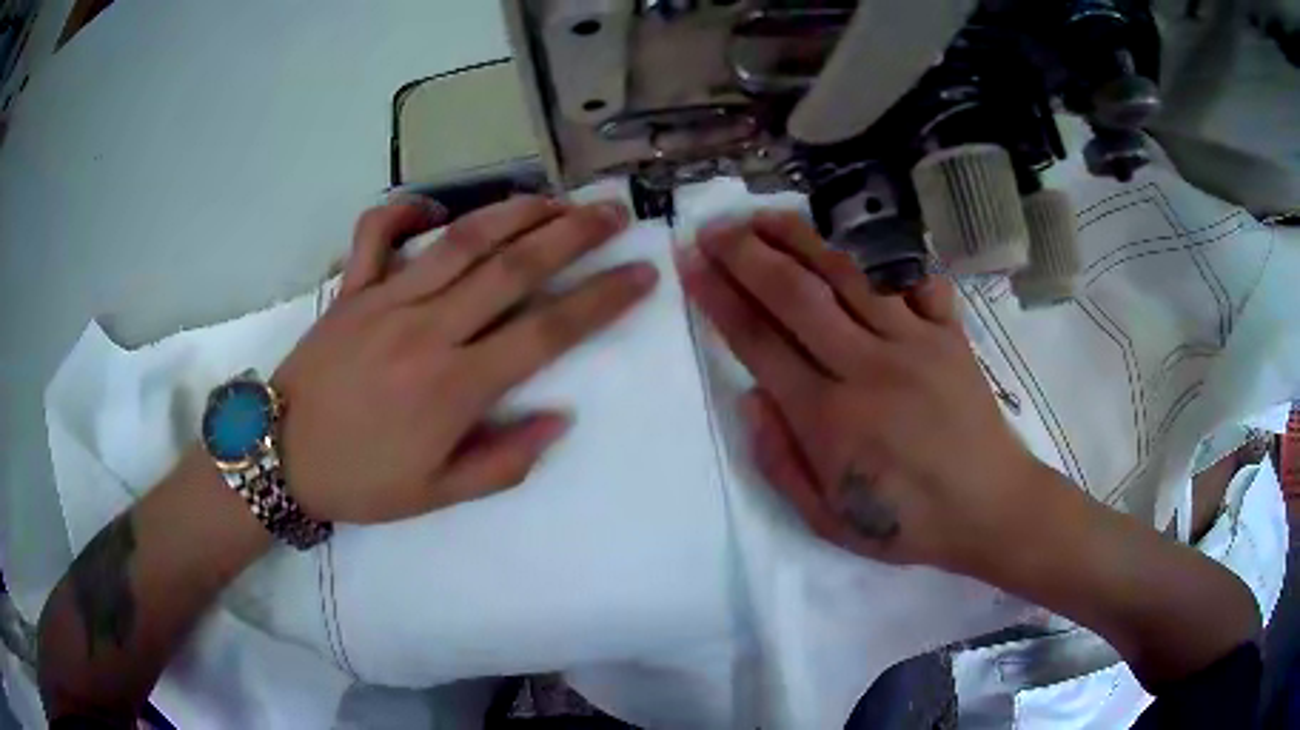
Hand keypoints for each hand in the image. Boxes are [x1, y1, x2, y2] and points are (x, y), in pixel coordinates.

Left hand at [271, 196, 656, 523]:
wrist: (280, 456)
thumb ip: (504, 461)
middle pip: (513, 267)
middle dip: (573, 234)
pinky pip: (377, 232)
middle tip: (614, 212)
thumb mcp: (438, 495)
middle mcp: (427, 330)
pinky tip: (436, 209)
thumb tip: (559, 417)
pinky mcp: (351, 288)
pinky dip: (405, 209)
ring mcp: (385, 299)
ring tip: (557, 198)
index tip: (642, 273)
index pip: (547, 331)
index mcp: (453, 386)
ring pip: (461, 240)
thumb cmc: (360, 481)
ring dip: (515, 212)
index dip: (601, 299)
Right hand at [680, 211, 1045, 572]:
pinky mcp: (950, 333)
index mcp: (831, 420)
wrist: (991, 508)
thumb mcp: (828, 521)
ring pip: (849, 275)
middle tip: (714, 228)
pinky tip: (854, 236)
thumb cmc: (907, 523)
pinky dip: (884, 254)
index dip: (720, 299)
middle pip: (797, 295)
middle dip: (747, 254)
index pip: (760, 343)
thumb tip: (751, 398)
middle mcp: (869, 367)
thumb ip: (780, 463)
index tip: (691, 265)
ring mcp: (915, 343)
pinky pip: (913, 280)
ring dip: (801, 239)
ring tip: (764, 216)